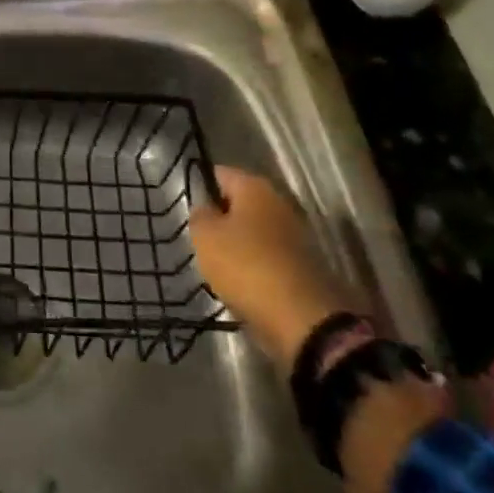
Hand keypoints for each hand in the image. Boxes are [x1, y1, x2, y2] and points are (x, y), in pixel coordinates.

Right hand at [189, 166, 353, 370]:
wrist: (302, 319)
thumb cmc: (245, 265)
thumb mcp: (204, 236)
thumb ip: (200, 215)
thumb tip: (206, 209)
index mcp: (255, 186)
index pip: (220, 174)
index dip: (201, 187)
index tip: (189, 209)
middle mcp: (279, 203)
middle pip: (240, 203)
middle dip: (221, 218)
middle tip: (201, 239)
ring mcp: (296, 235)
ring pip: (255, 231)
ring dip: (238, 245)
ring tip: (218, 265)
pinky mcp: (304, 265)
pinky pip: (269, 257)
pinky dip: (255, 267)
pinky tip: (241, 283)